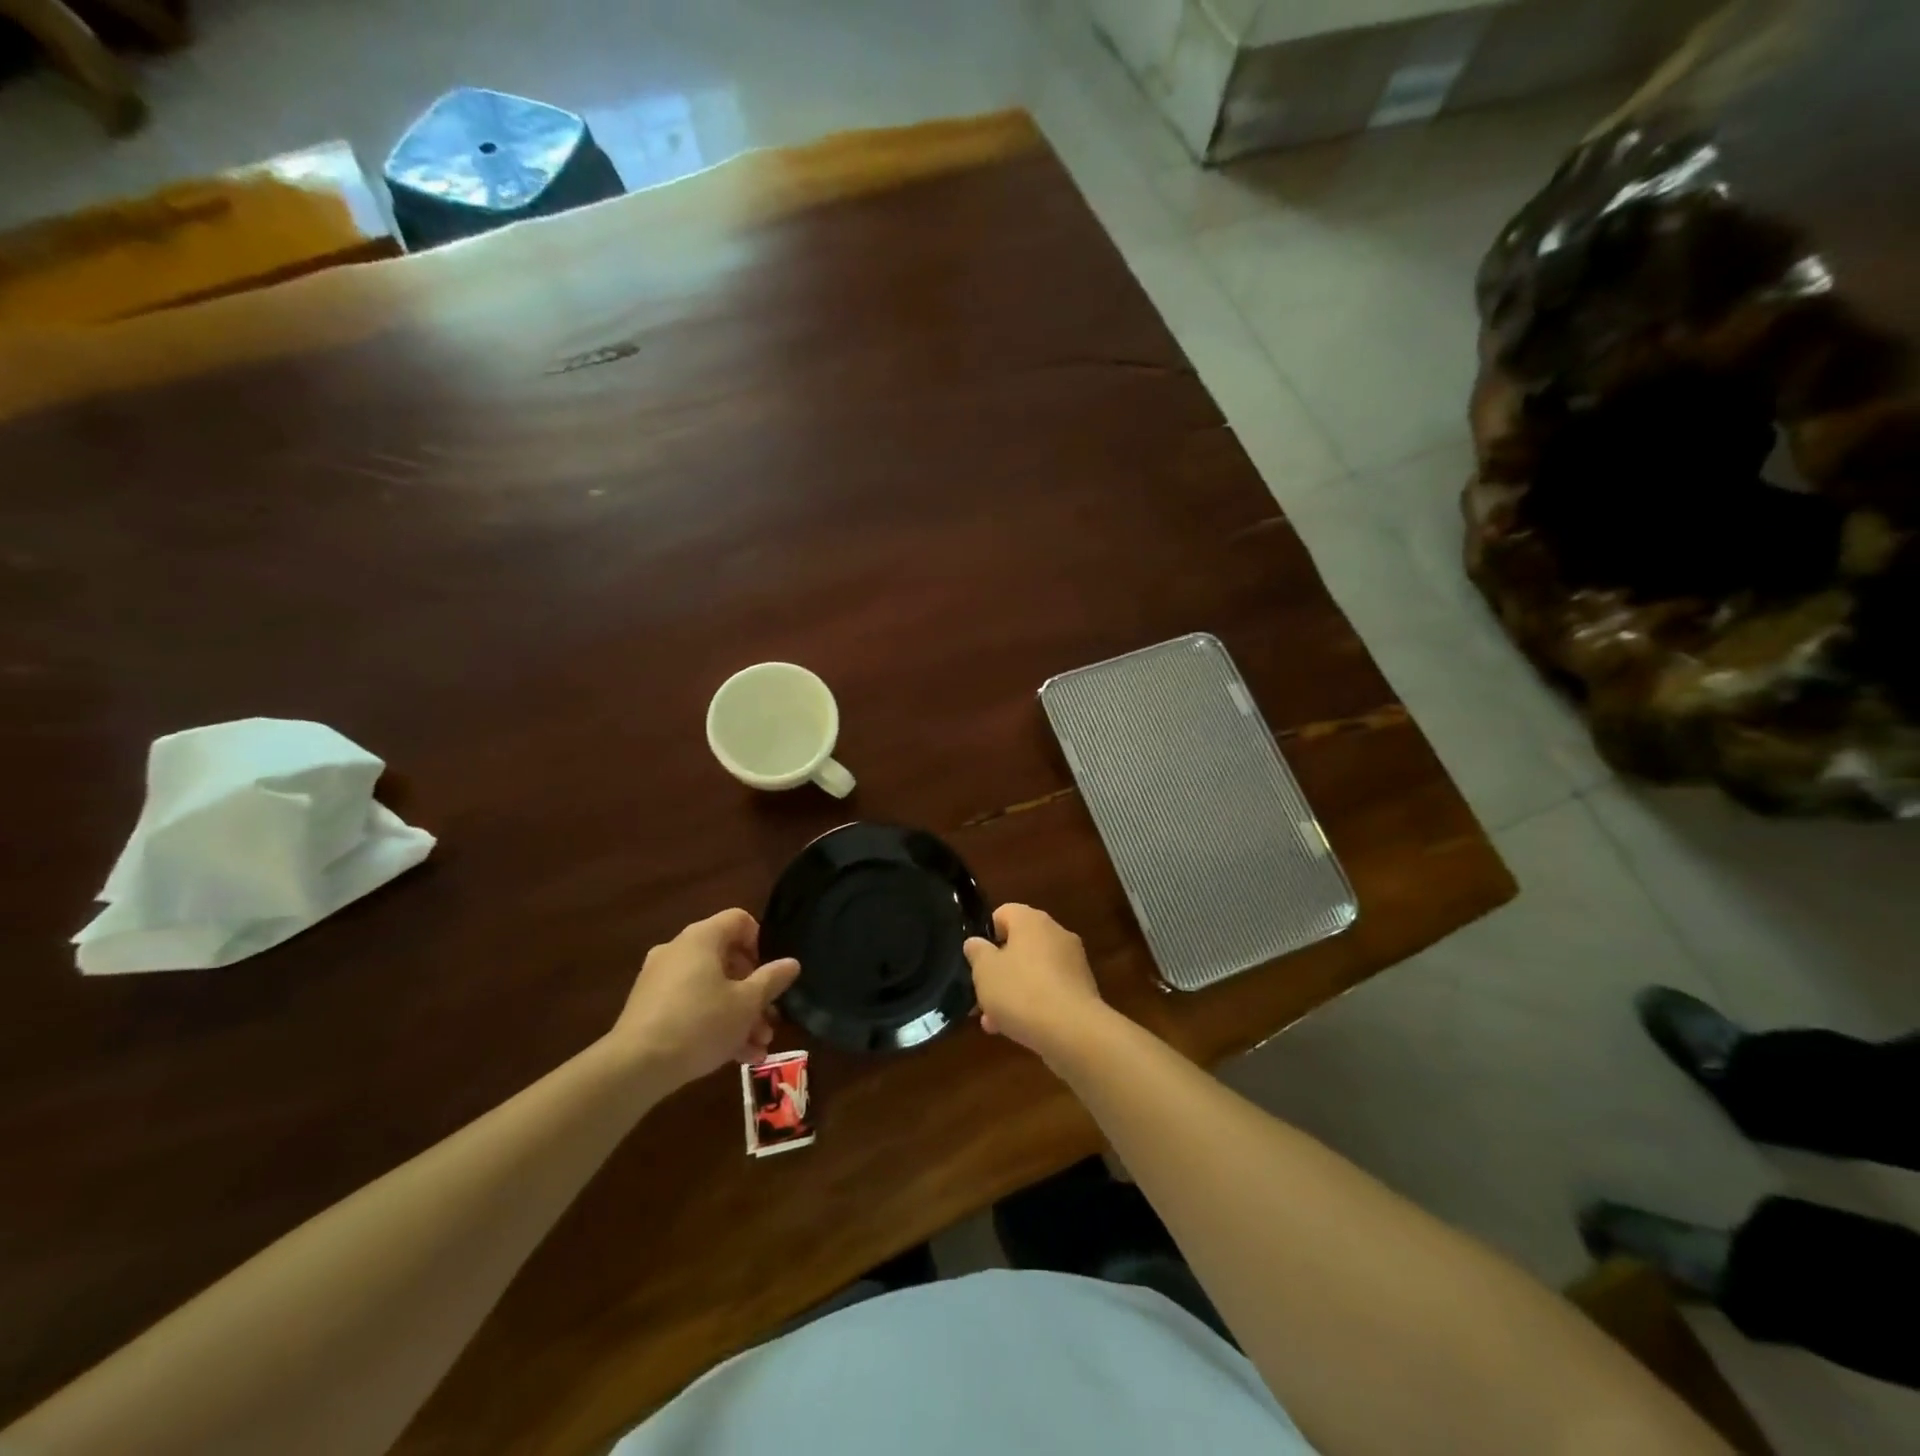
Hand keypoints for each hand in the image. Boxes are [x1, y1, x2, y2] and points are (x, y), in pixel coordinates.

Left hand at [608, 910, 800, 1088]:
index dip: (761, 942)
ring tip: (757, 1047)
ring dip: (738, 1014)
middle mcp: (678, 950)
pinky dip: (713, 1022)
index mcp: (702, 937)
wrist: (635, 1067)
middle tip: (770, 1021)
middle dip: (754, 993)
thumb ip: (772, 979)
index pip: (739, 920)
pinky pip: (691, 1005)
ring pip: (711, 987)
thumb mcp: (747, 1003)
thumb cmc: (700, 1023)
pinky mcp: (649, 1007)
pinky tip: (734, 1057)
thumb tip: (791, 963)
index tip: (771, 974)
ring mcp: (660, 979)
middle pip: (728, 959)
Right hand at [964, 904, 1107, 1063]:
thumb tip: (976, 942)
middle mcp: (1056, 934)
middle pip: (1018, 945)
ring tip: (992, 1022)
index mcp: (1031, 920)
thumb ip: (977, 953)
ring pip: (1032, 971)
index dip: (986, 934)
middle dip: (997, 971)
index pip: (1003, 913)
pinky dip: (1033, 1004)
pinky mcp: (1082, 990)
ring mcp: (1073, 962)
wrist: (1073, 1031)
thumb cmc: (1021, 992)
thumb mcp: (985, 972)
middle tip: (980, 996)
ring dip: (1012, 992)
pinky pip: (1049, 991)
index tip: (975, 960)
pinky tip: (1016, 1030)